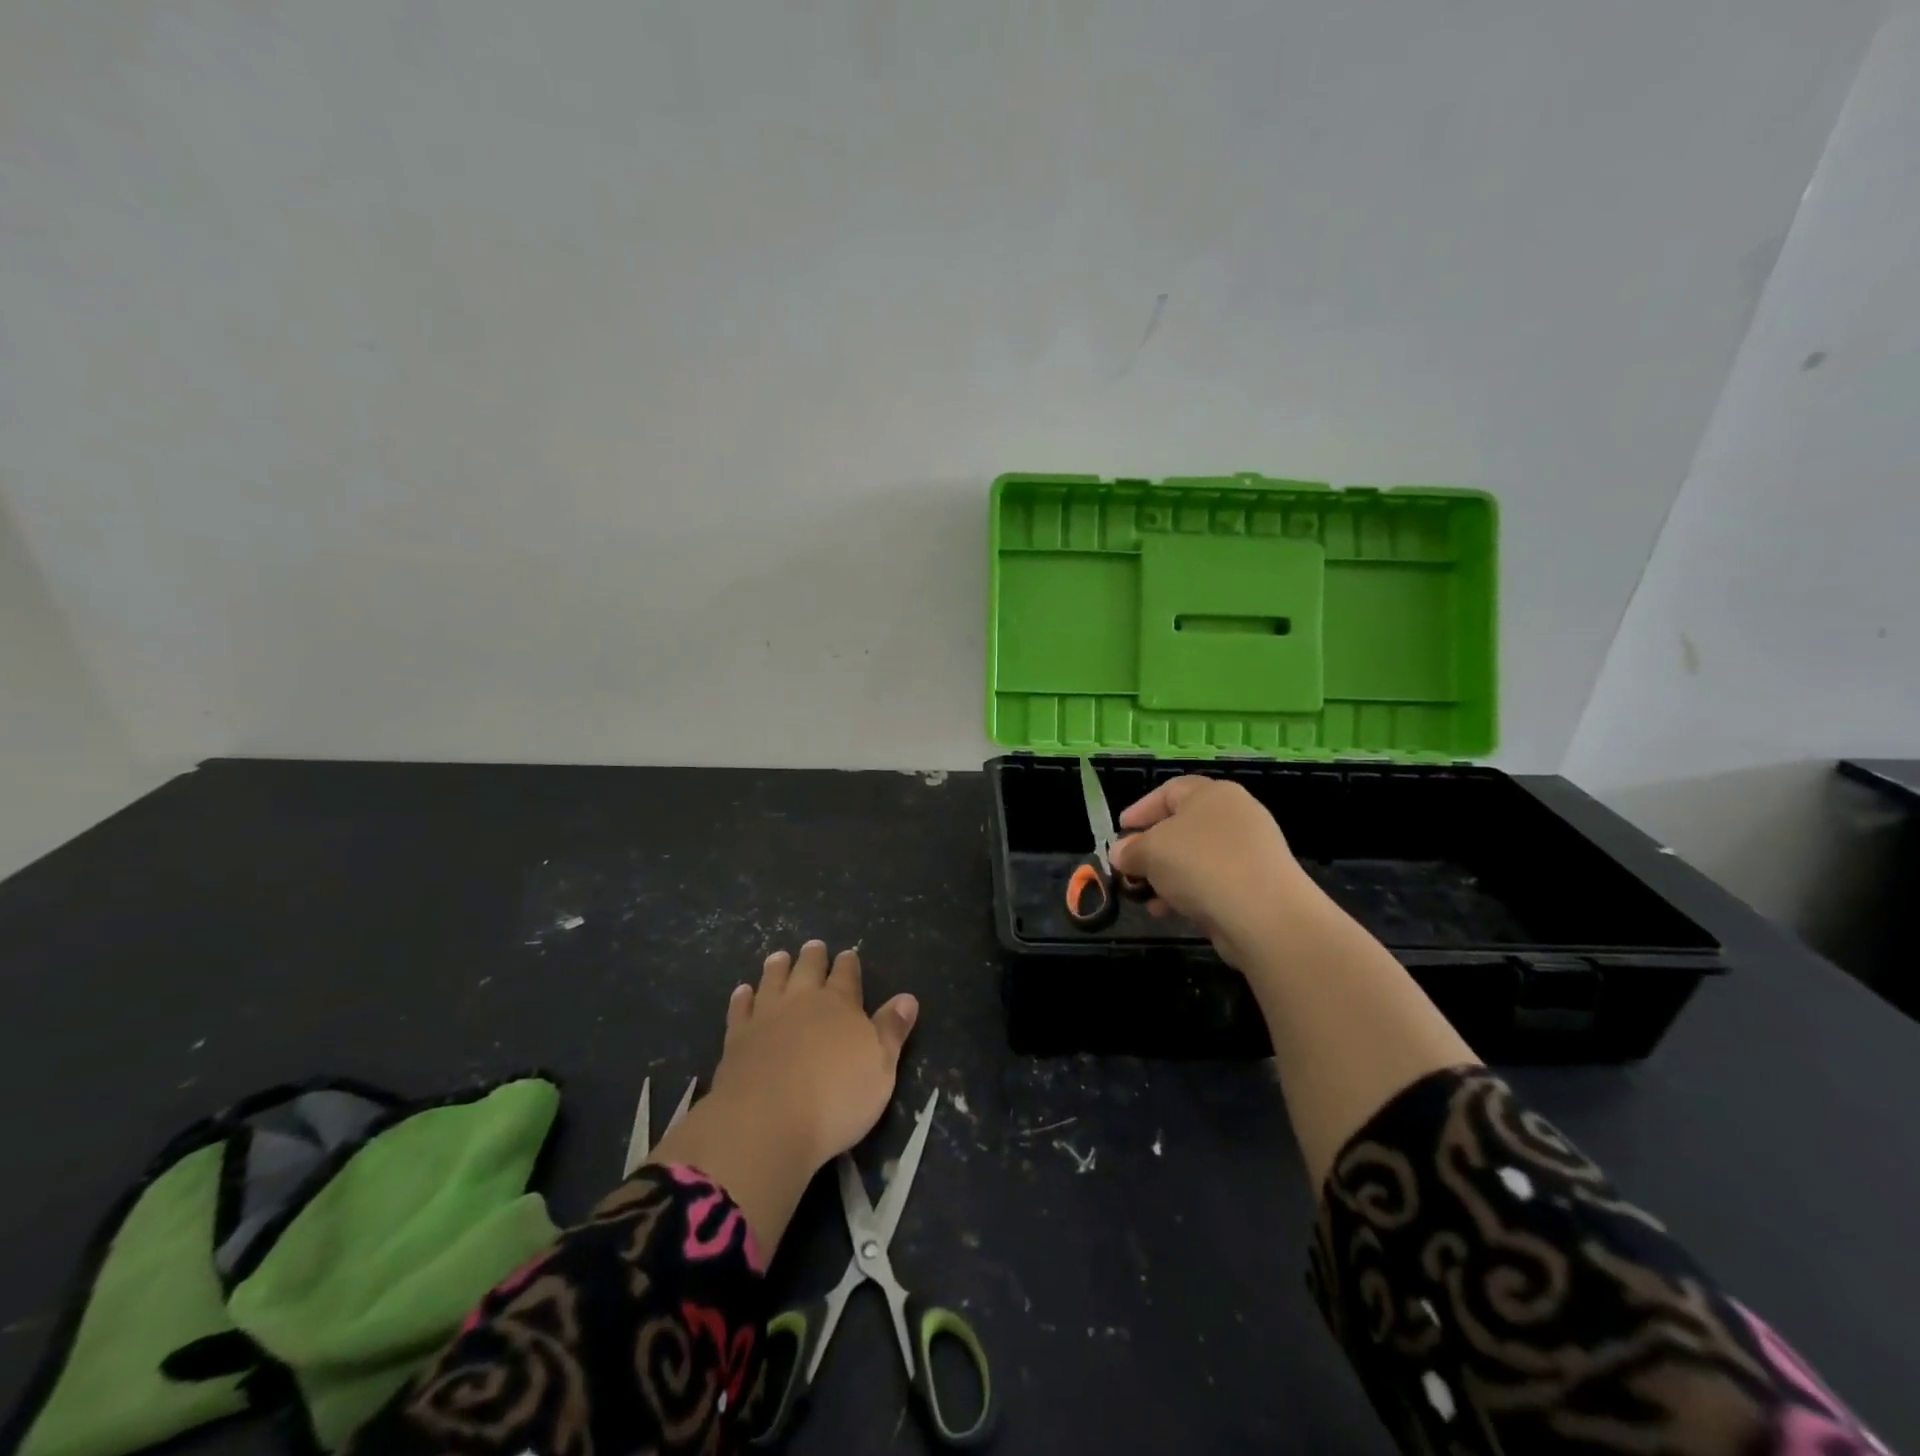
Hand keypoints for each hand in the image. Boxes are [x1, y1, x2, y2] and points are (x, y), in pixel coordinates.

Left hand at [649, 941, 917, 1255]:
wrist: (766, 1121)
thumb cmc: (836, 1098)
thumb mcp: (880, 1067)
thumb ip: (892, 1030)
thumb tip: (907, 998)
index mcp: (840, 1004)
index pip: (847, 976)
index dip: (848, 964)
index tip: (848, 954)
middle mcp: (802, 1001)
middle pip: (808, 970)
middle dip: (813, 957)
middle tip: (813, 946)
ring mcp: (766, 1017)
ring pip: (773, 981)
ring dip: (777, 967)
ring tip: (779, 956)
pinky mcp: (737, 1038)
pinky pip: (740, 1009)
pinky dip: (742, 998)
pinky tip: (743, 992)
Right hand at [1109, 776, 1315, 966]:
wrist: (1264, 914)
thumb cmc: (1200, 864)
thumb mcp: (1150, 852)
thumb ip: (1130, 850)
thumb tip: (1120, 853)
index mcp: (1212, 794)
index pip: (1169, 791)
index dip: (1140, 809)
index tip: (1120, 831)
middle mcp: (1235, 815)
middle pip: (1183, 826)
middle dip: (1152, 849)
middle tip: (1130, 867)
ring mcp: (1250, 850)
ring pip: (1197, 858)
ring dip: (1167, 876)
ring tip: (1146, 898)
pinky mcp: (1258, 884)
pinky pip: (1214, 882)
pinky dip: (1190, 893)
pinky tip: (1171, 912)